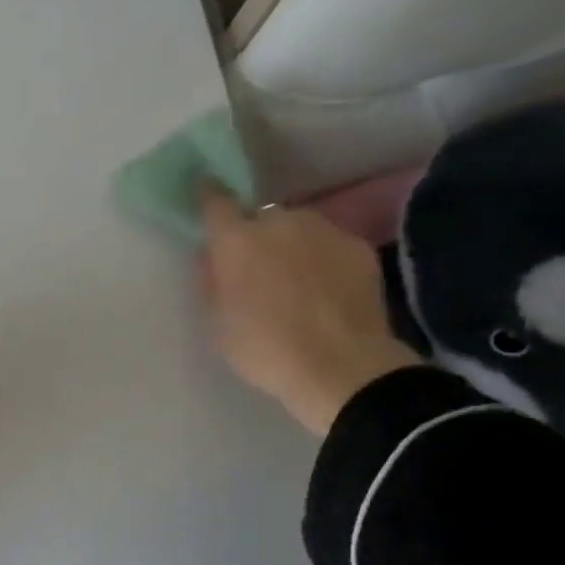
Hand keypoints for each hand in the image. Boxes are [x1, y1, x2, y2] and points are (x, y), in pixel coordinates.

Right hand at [198, 191, 420, 434]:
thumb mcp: (216, 322)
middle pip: (261, 217)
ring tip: (297, 282)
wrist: (341, 368)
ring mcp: (324, 230)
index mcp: (237, 240)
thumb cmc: (264, 348)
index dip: (209, 197)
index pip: (216, 201)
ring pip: (298, 228)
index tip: (206, 197)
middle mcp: (279, 222)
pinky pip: (329, 244)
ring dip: (291, 245)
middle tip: (258, 270)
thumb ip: (211, 280)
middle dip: (256, 236)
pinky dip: (322, 259)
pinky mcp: (358, 247)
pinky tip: (326, 291)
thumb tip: (212, 256)